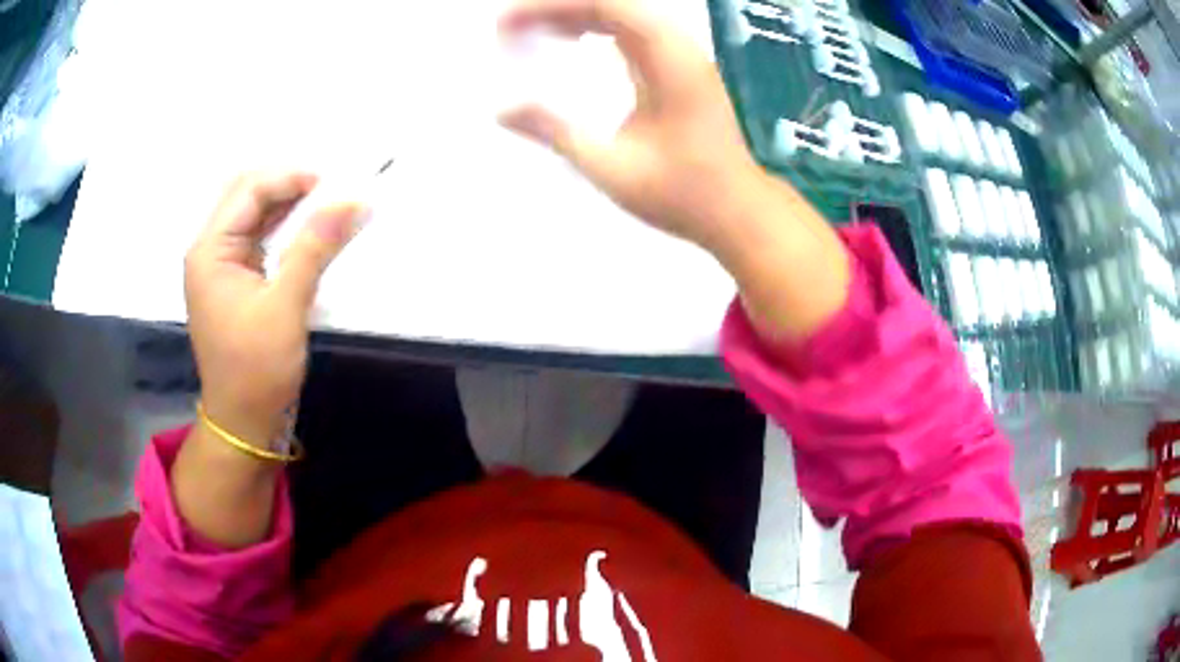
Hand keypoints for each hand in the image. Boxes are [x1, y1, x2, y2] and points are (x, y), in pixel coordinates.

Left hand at [184, 171, 367, 445]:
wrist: (244, 423)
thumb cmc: (257, 370)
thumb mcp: (286, 306)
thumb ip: (315, 247)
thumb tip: (353, 200)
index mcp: (210, 250)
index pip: (249, 190)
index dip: (290, 178)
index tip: (333, 184)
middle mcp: (210, 250)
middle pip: (248, 196)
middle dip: (289, 186)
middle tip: (331, 191)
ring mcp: (221, 266)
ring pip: (255, 216)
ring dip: (289, 207)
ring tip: (328, 206)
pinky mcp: (236, 281)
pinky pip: (259, 239)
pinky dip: (285, 230)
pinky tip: (310, 233)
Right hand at [498, 0, 764, 254]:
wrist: (738, 211)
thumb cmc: (682, 194)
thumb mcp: (611, 167)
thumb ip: (556, 132)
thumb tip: (502, 110)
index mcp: (668, 60)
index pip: (605, 5)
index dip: (550, 6)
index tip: (506, 23)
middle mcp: (678, 47)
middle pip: (613, 2)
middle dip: (557, 7)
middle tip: (511, 27)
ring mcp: (681, 55)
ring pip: (623, 12)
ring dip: (575, 13)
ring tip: (531, 29)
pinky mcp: (678, 68)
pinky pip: (631, 29)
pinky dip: (595, 27)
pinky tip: (571, 38)